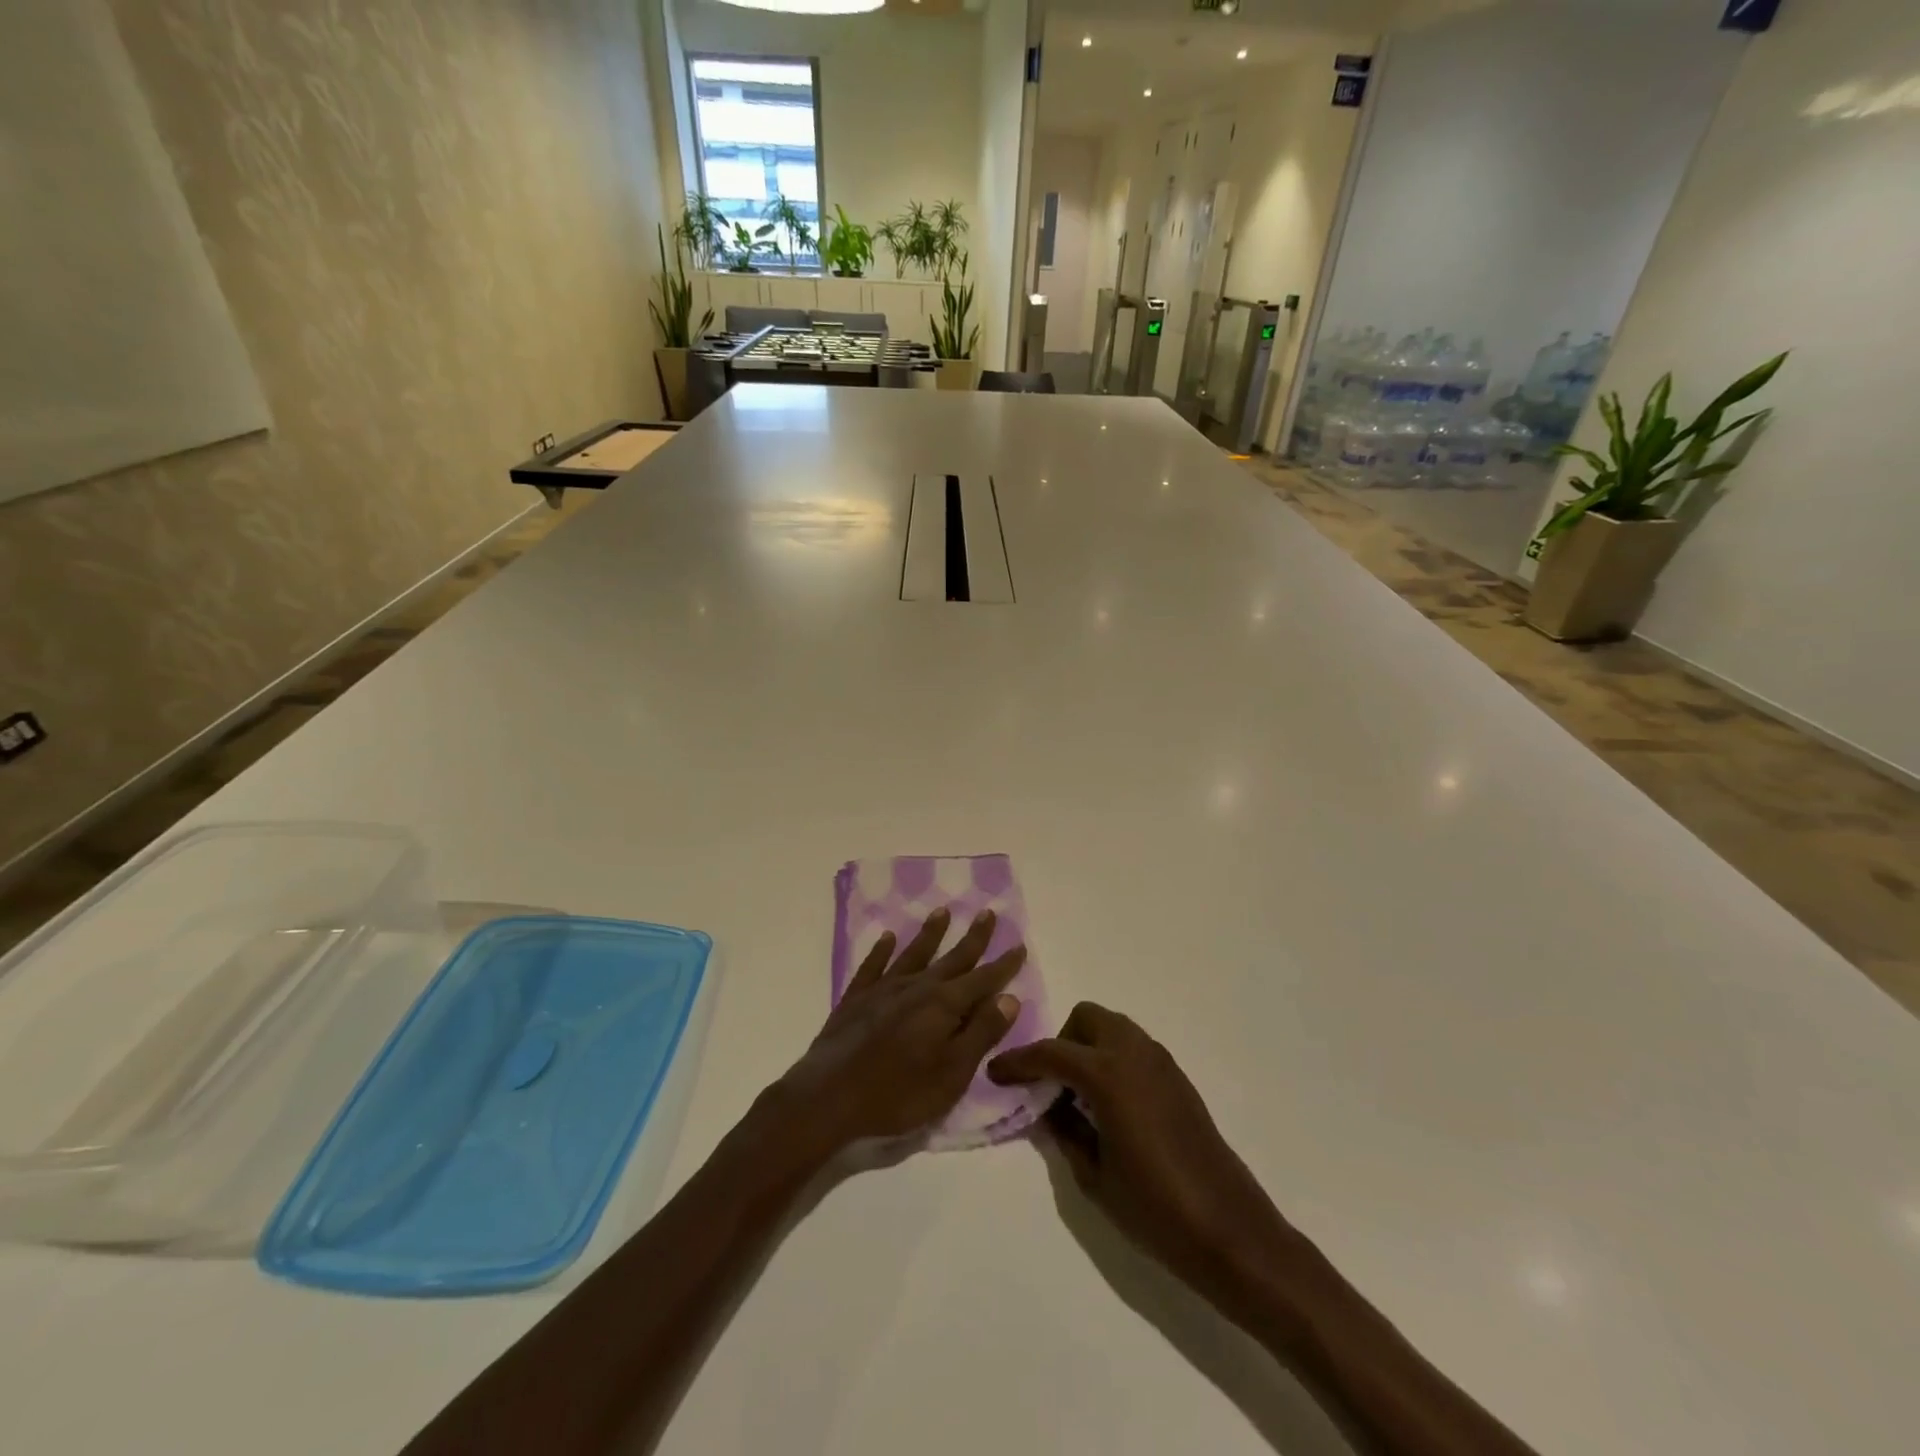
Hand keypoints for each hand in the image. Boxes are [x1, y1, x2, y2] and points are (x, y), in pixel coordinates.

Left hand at [774, 907, 1026, 1161]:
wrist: (829, 1097)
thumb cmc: (899, 1093)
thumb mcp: (952, 1073)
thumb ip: (981, 1033)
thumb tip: (1009, 997)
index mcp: (944, 1005)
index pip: (982, 980)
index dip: (1003, 965)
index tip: (1019, 945)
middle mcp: (917, 987)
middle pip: (952, 958)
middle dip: (973, 938)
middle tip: (988, 913)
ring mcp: (883, 990)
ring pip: (913, 954)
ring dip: (930, 933)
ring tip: (942, 912)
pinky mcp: (855, 999)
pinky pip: (873, 966)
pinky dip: (882, 950)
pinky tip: (887, 937)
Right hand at [988, 1003, 1299, 1310]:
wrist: (1230, 1231)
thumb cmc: (1155, 1209)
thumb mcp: (1093, 1176)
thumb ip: (1064, 1131)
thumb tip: (1048, 1106)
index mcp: (1108, 1074)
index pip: (1051, 1053)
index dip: (1018, 1061)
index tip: (995, 1072)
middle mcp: (1134, 1054)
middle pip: (1086, 1018)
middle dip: (1061, 1041)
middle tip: (1050, 1084)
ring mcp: (1161, 1062)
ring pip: (1113, 1028)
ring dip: (1088, 1046)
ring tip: (1078, 1095)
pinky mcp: (1178, 1078)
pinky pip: (1134, 1048)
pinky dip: (1112, 1059)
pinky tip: (1109, 1105)